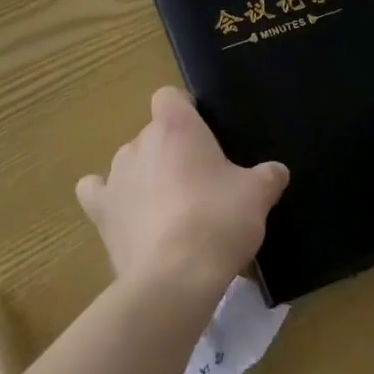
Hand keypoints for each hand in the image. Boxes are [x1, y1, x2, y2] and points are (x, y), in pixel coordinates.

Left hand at [77, 88, 289, 300]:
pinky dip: (108, 199)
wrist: (175, 277)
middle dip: (172, 153)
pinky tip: (124, 214)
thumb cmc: (219, 220)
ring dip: (146, 177)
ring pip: (130, 163)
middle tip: (200, 184)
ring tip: (170, 211)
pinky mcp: (101, 211)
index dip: (184, 111)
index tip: (204, 136)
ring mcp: (116, 175)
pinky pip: (97, 192)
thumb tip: (277, 171)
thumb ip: (267, 177)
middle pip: (153, 134)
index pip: (170, 96)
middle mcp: (139, 141)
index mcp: (175, 126)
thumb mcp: (256, 196)